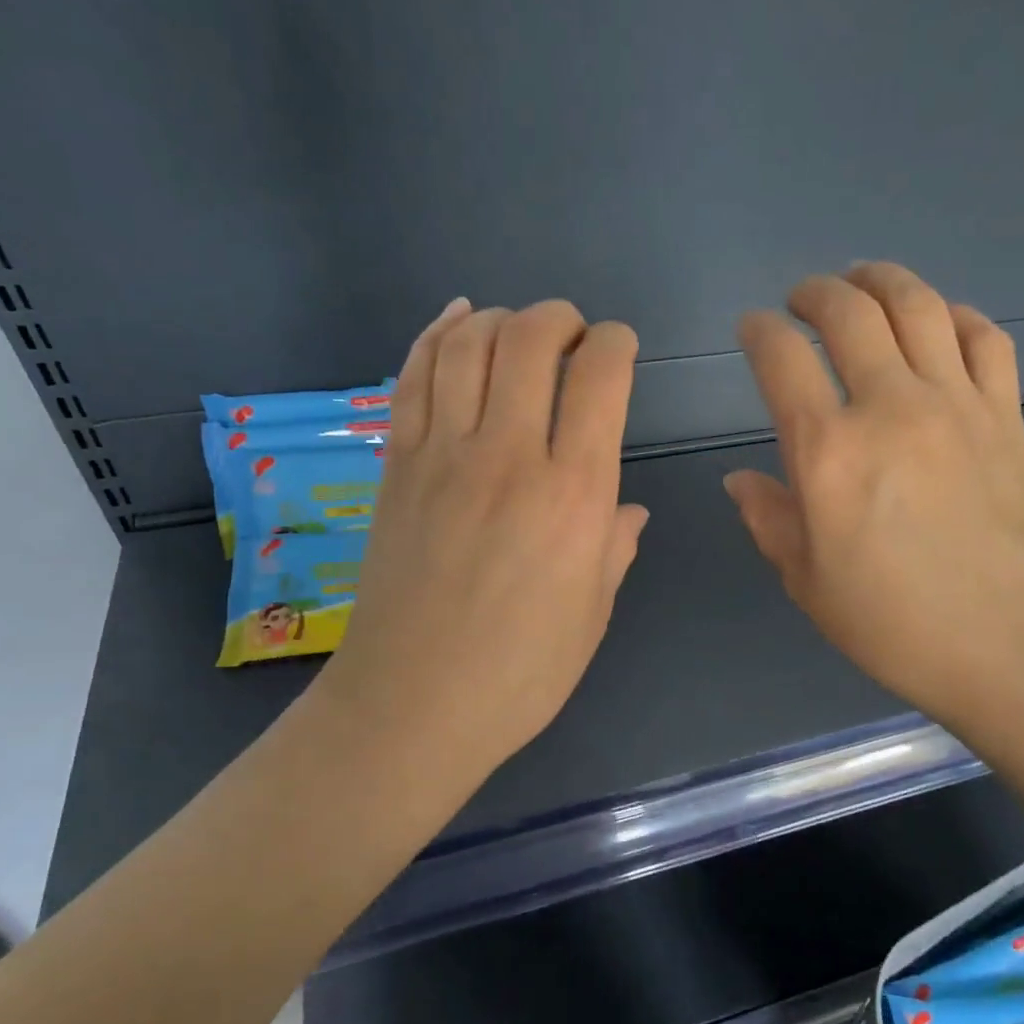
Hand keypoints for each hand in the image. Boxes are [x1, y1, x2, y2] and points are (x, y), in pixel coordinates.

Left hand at [315, 297, 647, 793]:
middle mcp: (508, 455)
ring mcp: (442, 455)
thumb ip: (613, 546)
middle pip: (530, 339)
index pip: (600, 377)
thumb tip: (628, 510)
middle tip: (573, 335)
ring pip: (467, 344)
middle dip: (560, 318)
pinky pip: (412, 377)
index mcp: (573, 494)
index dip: (615, 343)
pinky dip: (436, 334)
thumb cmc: (521, 671)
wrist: (413, 705)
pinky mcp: (396, 466)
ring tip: (518, 329)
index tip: (620, 349)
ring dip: (500, 318)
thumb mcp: (592, 612)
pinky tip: (456, 320)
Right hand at [726, 264, 1023, 739]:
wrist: (1008, 644)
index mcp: (828, 452)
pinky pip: (984, 337)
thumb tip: (740, 478)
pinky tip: (939, 322)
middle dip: (815, 292)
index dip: (758, 332)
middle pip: (848, 312)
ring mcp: (956, 404)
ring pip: (918, 305)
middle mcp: (890, 407)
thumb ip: (769, 518)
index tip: (752, 329)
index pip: (781, 359)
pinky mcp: (1005, 415)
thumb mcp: (806, 582)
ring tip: (862, 280)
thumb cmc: (892, 623)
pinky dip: (955, 315)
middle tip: (802, 300)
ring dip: (881, 280)